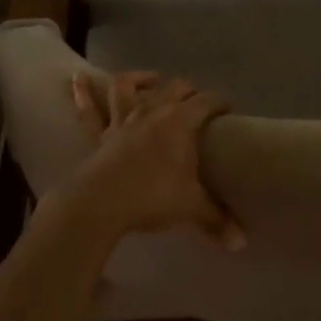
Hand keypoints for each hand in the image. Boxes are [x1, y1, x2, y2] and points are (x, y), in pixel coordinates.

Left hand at [62, 71, 244, 249]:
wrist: (101, 203)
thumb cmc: (152, 197)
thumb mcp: (191, 208)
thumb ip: (217, 221)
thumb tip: (241, 243)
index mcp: (179, 123)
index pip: (206, 102)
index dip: (219, 103)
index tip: (228, 110)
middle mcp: (152, 113)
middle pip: (173, 89)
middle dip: (188, 90)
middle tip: (197, 99)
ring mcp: (122, 122)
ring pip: (128, 89)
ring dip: (139, 79)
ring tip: (150, 78)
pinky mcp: (100, 136)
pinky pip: (90, 112)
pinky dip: (84, 93)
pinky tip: (78, 78)